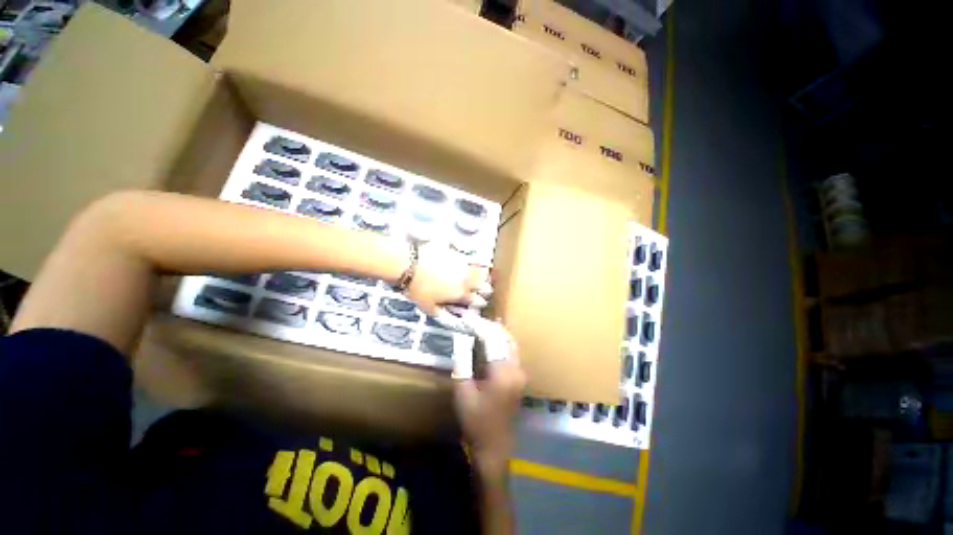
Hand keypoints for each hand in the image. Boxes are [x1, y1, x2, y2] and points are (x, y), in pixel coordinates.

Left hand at [406, 242, 489, 315]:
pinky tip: (473, 264)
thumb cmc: (417, 288)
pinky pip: (473, 259)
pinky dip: (476, 263)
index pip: (479, 301)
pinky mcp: (459, 254)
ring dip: (483, 277)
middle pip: (486, 287)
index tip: (476, 303)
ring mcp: (465, 266)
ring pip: (483, 273)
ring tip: (480, 277)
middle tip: (480, 291)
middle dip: (485, 291)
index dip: (479, 303)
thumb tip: (449, 316)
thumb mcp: (428, 307)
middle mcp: (467, 280)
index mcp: (461, 295)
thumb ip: (442, 313)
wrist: (409, 265)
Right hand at [454, 321, 525, 477]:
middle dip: (491, 326)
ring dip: (497, 333)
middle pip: (506, 338)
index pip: (492, 340)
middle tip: (475, 319)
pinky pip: (511, 352)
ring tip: (481, 326)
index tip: (468, 318)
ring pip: (511, 344)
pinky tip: (491, 340)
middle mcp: (516, 369)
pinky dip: (502, 342)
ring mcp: (520, 373)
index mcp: (503, 373)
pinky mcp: (519, 377)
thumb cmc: (476, 421)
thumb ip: (462, 363)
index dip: (480, 326)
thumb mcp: (462, 392)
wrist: (494, 446)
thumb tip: (461, 340)